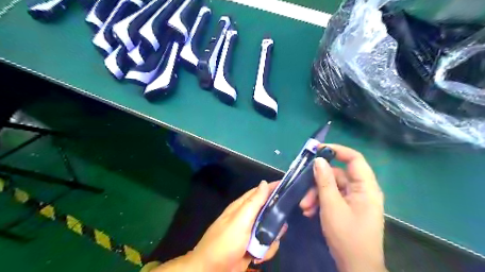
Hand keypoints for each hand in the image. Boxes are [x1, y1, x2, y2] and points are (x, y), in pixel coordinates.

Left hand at [189, 180, 284, 271]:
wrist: (212, 270)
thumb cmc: (225, 242)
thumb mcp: (240, 220)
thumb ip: (254, 202)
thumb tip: (264, 182)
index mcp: (242, 207)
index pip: (259, 192)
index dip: (272, 188)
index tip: (288, 186)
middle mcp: (247, 218)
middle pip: (268, 211)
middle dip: (275, 220)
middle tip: (279, 226)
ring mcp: (250, 233)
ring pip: (270, 229)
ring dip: (271, 239)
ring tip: (264, 246)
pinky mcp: (253, 247)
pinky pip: (267, 244)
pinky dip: (266, 251)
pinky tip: (258, 257)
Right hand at [300, 145, 387, 271]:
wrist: (356, 267)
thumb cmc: (347, 235)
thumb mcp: (332, 206)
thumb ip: (325, 181)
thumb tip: (318, 160)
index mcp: (366, 187)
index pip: (354, 159)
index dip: (337, 150)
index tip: (318, 150)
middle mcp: (361, 190)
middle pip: (337, 175)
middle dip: (317, 182)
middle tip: (303, 192)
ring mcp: (354, 199)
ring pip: (331, 187)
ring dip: (315, 195)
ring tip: (304, 207)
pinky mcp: (347, 207)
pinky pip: (332, 197)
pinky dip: (320, 202)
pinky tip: (309, 212)